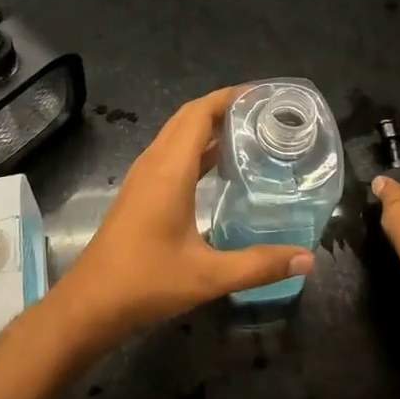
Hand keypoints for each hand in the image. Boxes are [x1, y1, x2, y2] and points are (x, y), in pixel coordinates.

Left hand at [50, 88, 315, 349]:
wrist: (90, 303)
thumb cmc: (146, 282)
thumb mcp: (208, 276)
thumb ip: (259, 265)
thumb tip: (308, 259)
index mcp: (169, 170)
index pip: (198, 114)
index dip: (228, 97)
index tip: (262, 95)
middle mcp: (154, 164)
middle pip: (188, 118)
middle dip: (223, 107)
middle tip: (264, 113)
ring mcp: (143, 177)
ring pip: (176, 135)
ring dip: (208, 127)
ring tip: (248, 133)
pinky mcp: (139, 192)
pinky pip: (170, 154)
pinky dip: (195, 149)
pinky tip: (219, 168)